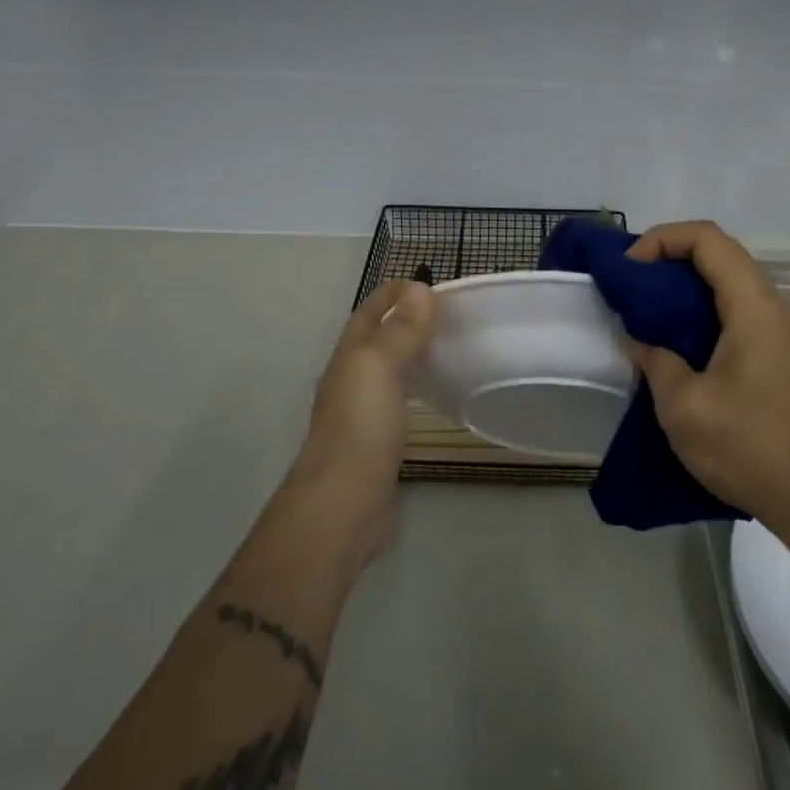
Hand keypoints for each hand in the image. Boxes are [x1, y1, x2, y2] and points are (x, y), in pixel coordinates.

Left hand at [295, 279, 434, 548]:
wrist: (342, 506)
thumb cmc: (360, 428)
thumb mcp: (379, 368)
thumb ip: (400, 330)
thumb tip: (419, 288)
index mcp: (348, 358)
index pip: (368, 312)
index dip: (392, 293)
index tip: (429, 283)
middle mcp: (350, 381)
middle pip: (376, 340)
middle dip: (405, 320)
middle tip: (448, 314)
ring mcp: (361, 414)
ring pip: (387, 371)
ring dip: (411, 353)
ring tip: (447, 346)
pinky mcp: (376, 443)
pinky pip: (398, 401)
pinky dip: (416, 387)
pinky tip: (436, 395)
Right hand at [623, 221, 789, 530]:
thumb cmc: (746, 446)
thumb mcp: (683, 405)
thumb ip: (654, 359)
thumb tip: (635, 337)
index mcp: (752, 306)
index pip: (708, 239)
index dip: (663, 239)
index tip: (630, 269)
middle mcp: (771, 306)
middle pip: (719, 252)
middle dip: (670, 257)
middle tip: (632, 284)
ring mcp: (778, 330)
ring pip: (728, 280)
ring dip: (685, 283)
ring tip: (648, 308)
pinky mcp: (777, 353)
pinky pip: (735, 308)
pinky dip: (701, 307)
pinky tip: (676, 339)